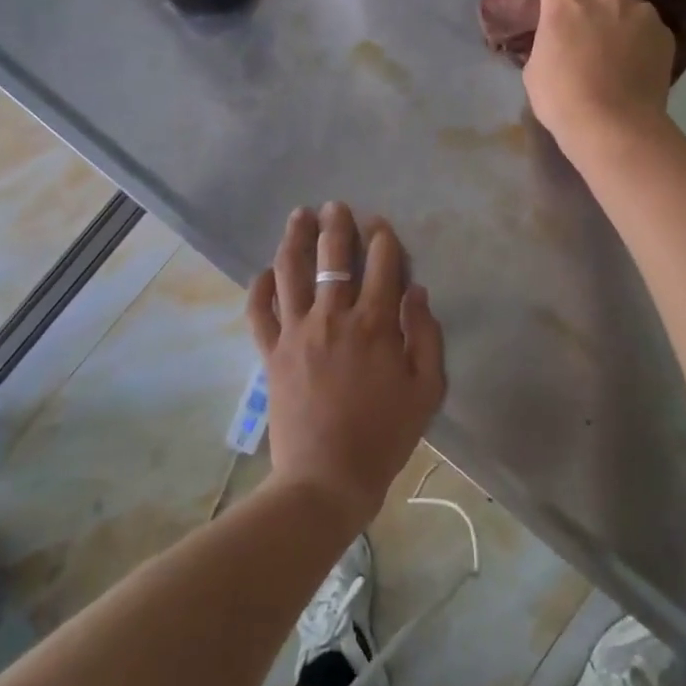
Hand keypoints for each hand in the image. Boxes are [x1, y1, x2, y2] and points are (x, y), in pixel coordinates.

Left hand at [247, 203, 445, 529]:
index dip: (382, 238)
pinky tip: (265, 273)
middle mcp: (333, 317)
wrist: (327, 479)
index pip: (381, 264)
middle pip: (333, 257)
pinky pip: (259, 311)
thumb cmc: (384, 436)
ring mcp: (296, 333)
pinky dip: (259, 288)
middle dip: (337, 225)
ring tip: (300, 216)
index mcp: (375, 324)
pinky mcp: (270, 353)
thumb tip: (417, 291)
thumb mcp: (427, 390)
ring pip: (292, 272)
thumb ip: (426, 336)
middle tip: (336, 206)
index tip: (380, 225)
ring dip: (296, 239)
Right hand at [523, 0, 674, 158]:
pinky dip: (634, 14)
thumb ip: (546, 41)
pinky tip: (632, 30)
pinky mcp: (659, 28)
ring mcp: (635, 8)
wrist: (616, 124)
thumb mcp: (535, 69)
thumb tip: (554, 36)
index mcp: (562, 2)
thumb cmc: (563, 100)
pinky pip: (644, 11)